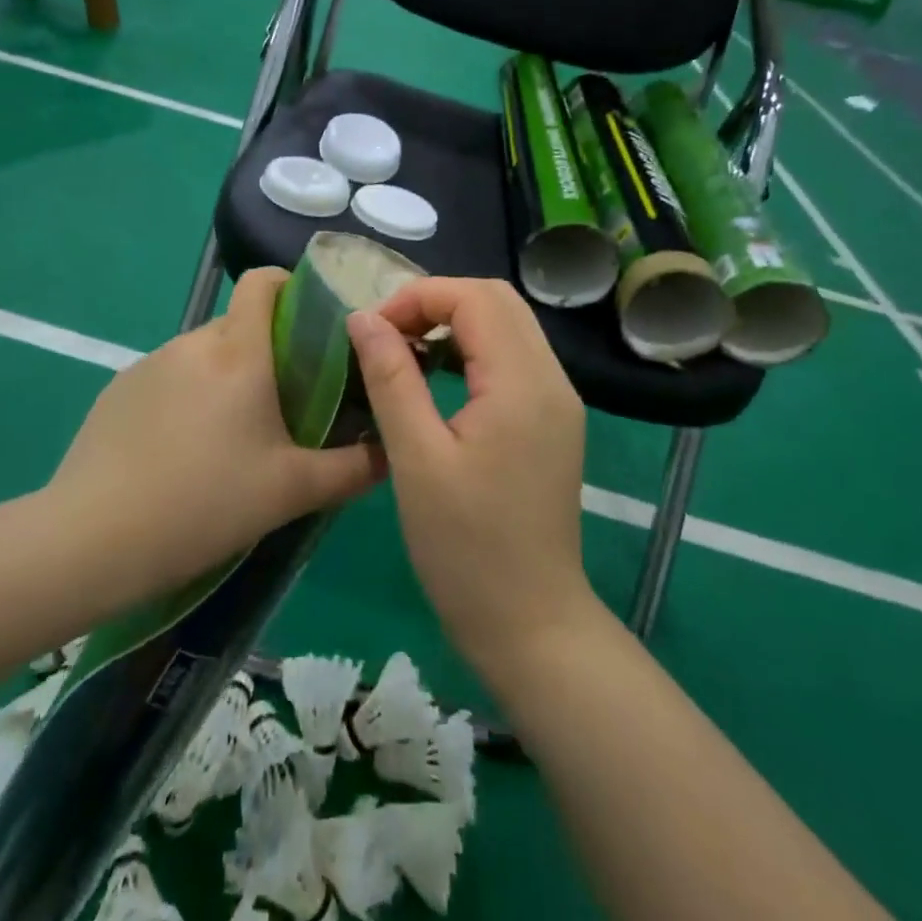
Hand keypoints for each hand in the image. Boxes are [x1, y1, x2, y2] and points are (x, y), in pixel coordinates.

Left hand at [42, 268, 386, 609]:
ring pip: (204, 353)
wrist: (91, 540)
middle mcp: (194, 343)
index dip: (291, 288)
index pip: (264, 281)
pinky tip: (181, 453)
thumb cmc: (204, 503)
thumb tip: (389, 452)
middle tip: (283, 404)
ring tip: (231, 437)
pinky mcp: (118, 390)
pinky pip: (169, 377)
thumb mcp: (291, 492)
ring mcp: (149, 364)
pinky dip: (187, 396)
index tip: (312, 328)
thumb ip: (352, 469)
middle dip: (267, 350)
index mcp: (239, 352)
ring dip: (226, 377)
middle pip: (240, 323)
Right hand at [346, 278, 598, 673]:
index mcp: (523, 383)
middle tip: (387, 335)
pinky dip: (473, 348)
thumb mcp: (416, 460)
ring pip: (508, 324)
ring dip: (455, 321)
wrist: (531, 625)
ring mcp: (558, 400)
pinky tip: (438, 376)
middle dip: (437, 301)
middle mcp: (552, 379)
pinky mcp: (553, 420)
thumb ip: (390, 378)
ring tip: (405, 350)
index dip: (418, 297)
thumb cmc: (466, 549)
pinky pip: (514, 356)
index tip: (372, 330)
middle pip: (497, 299)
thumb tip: (363, 318)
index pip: (475, 297)